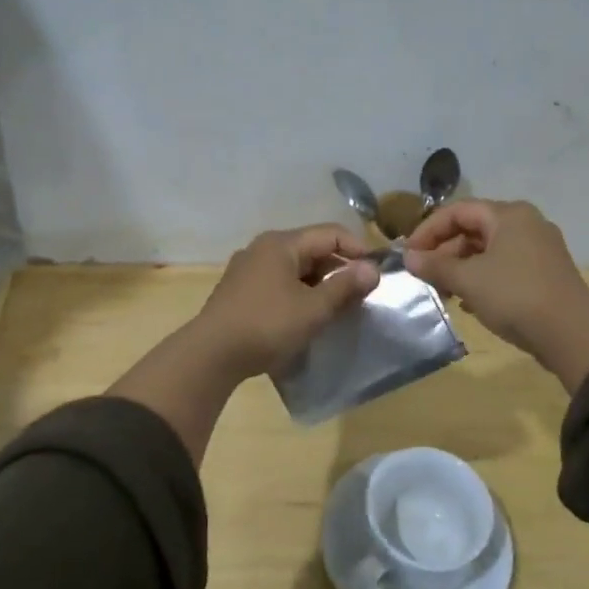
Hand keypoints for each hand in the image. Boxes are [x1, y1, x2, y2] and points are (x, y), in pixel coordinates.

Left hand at [194, 224, 380, 379]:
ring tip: (337, 307)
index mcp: (282, 243)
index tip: (378, 273)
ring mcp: (247, 268)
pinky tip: (306, 315)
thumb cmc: (267, 325)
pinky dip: (298, 292)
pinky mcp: (239, 290)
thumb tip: (373, 269)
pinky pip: (279, 281)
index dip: (358, 250)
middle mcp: (263, 248)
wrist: (211, 355)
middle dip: (339, 268)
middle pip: (312, 248)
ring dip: (319, 283)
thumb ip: (346, 286)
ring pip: (295, 267)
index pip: (331, 233)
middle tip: (360, 294)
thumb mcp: (314, 308)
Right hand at [403, 200, 588, 391]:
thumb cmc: (515, 296)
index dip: (428, 231)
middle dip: (445, 252)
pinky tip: (471, 303)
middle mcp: (526, 223)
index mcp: (508, 215)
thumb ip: (435, 265)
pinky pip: (504, 267)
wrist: (573, 334)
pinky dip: (483, 279)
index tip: (408, 255)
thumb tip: (408, 257)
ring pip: (488, 250)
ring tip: (445, 293)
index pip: (457, 211)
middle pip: (473, 229)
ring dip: (461, 268)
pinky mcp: (545, 273)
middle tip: (425, 277)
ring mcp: (539, 249)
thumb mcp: (469, 280)